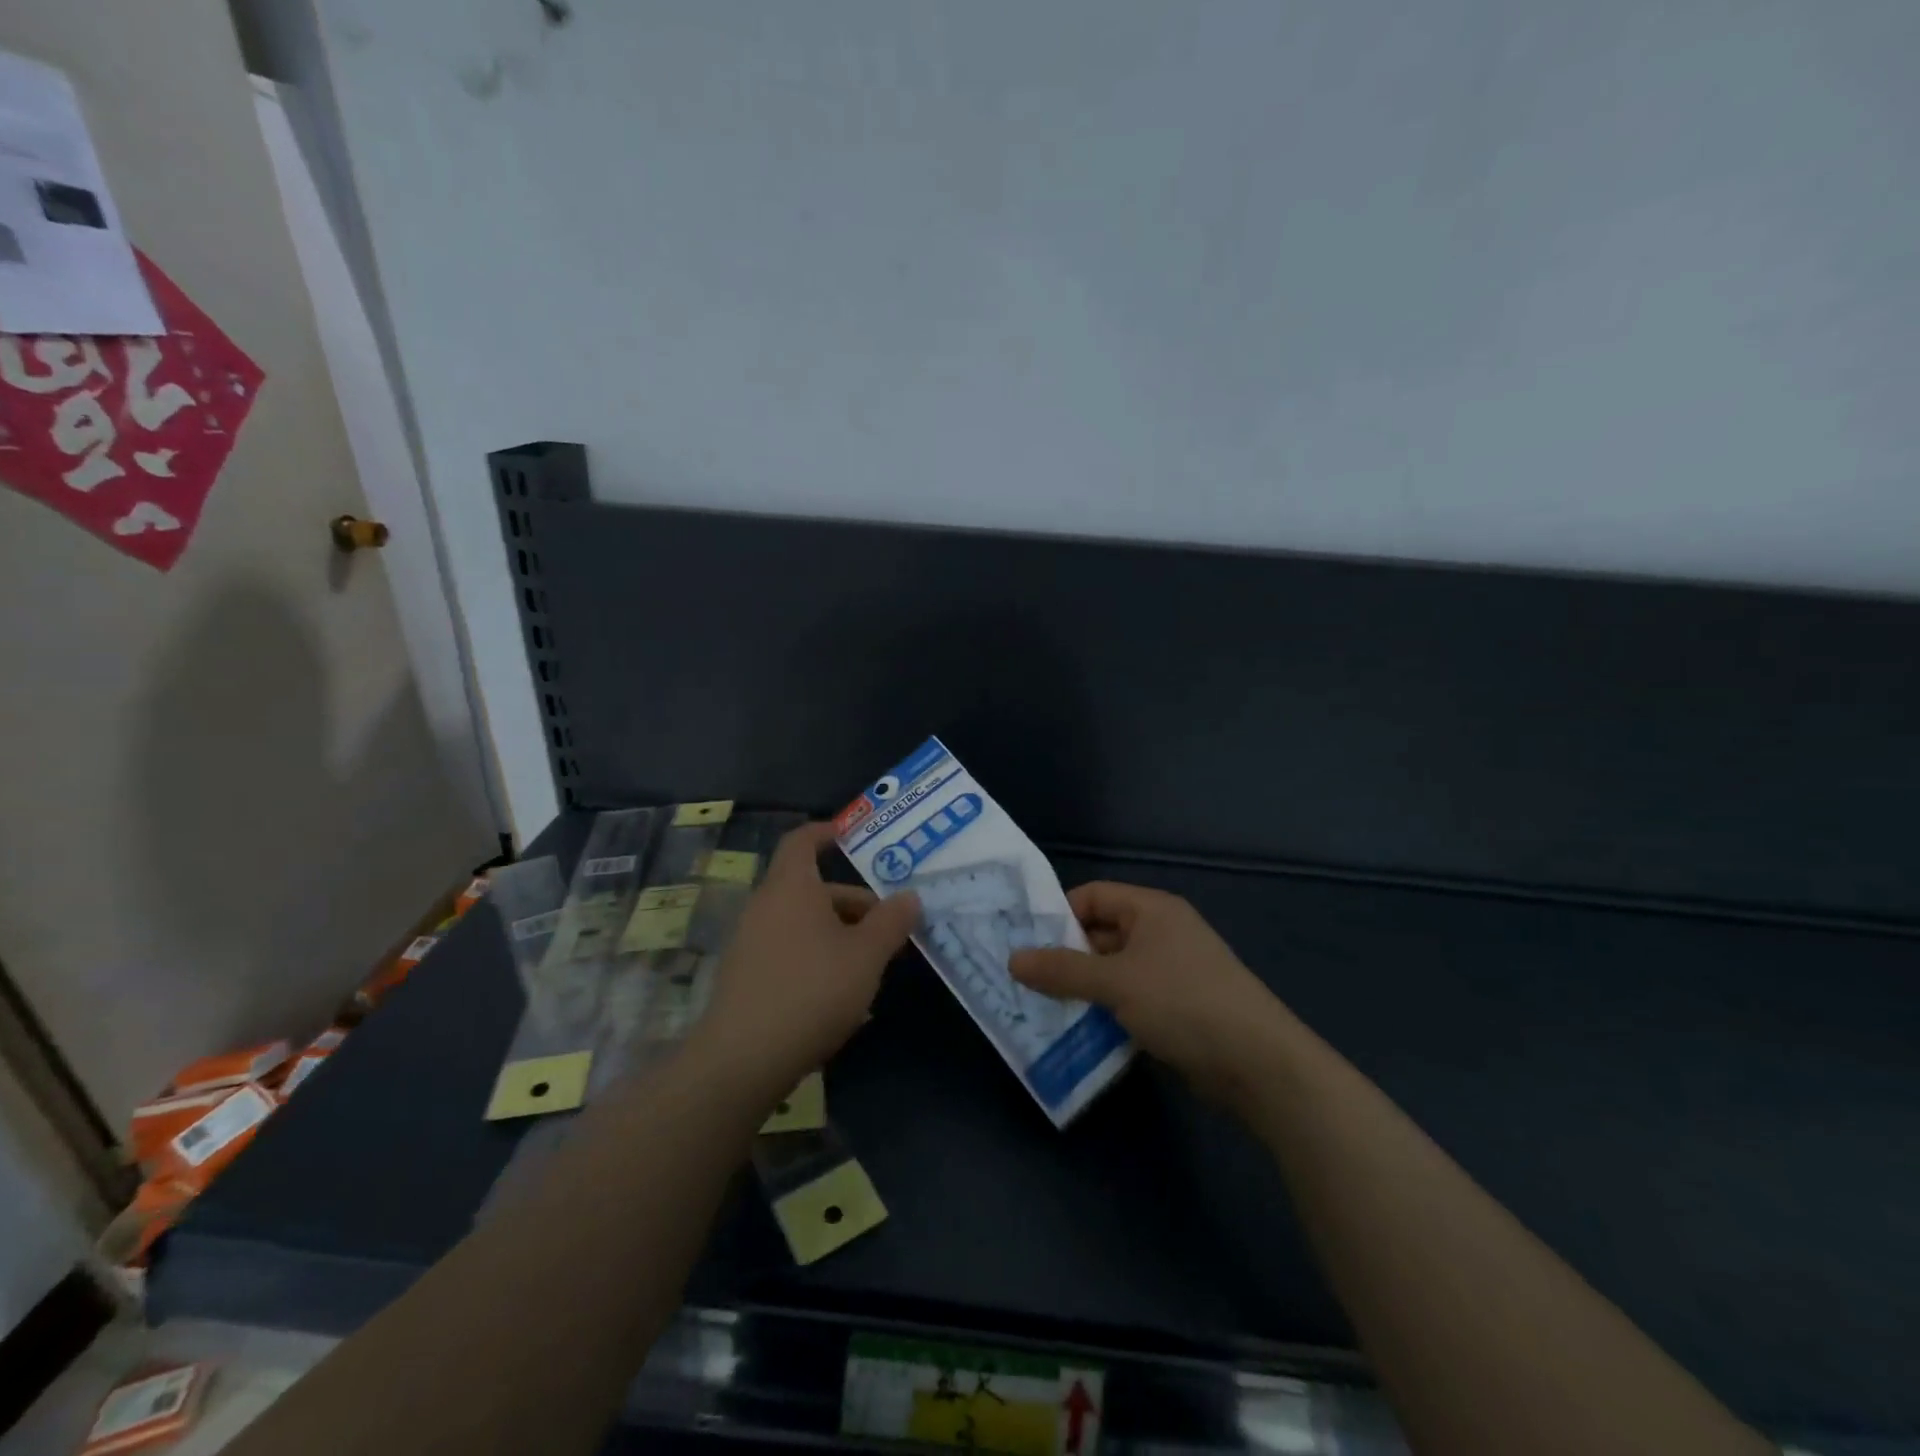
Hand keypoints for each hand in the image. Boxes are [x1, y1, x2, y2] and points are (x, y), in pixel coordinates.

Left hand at [693, 821, 919, 1096]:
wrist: (742, 1060)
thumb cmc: (812, 991)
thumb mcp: (866, 956)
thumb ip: (891, 922)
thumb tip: (910, 896)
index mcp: (791, 887)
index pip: (802, 841)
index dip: (825, 832)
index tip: (850, 835)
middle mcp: (765, 906)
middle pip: (811, 889)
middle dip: (852, 903)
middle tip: (889, 927)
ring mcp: (750, 943)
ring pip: (802, 924)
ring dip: (839, 934)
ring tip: (872, 966)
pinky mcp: (745, 978)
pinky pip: (788, 952)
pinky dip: (817, 958)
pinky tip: (842, 996)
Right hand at [1010, 882, 1282, 1106]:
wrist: (1258, 1064)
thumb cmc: (1183, 1002)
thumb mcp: (1115, 982)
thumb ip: (1062, 970)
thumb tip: (1012, 959)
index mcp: (1151, 910)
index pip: (1092, 897)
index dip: (1058, 915)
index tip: (1025, 944)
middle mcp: (1160, 933)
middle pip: (1100, 935)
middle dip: (1064, 958)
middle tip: (1024, 981)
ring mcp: (1170, 972)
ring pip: (1111, 972)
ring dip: (1081, 990)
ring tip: (1040, 1009)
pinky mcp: (1176, 1009)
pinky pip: (1128, 1000)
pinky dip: (1104, 1012)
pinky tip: (1077, 1032)